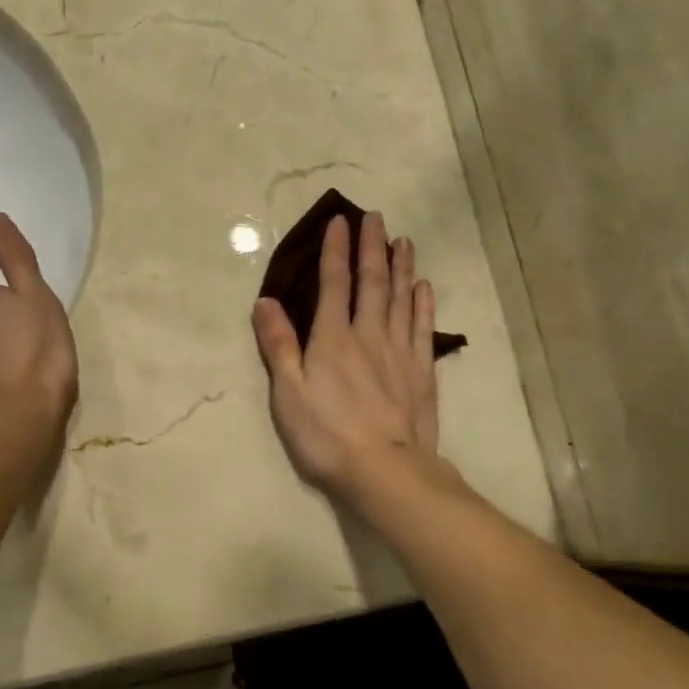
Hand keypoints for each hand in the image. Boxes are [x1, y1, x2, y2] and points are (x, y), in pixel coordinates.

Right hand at [253, 212, 438, 496]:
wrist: (386, 471)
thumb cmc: (326, 434)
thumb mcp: (288, 392)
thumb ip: (278, 345)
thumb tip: (265, 301)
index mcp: (332, 338)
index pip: (334, 283)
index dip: (335, 250)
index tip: (341, 220)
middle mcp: (368, 334)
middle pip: (372, 282)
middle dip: (372, 247)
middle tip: (377, 217)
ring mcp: (399, 351)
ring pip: (402, 298)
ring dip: (401, 267)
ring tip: (403, 241)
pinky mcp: (421, 372)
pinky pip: (422, 327)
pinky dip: (423, 303)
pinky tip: (423, 287)